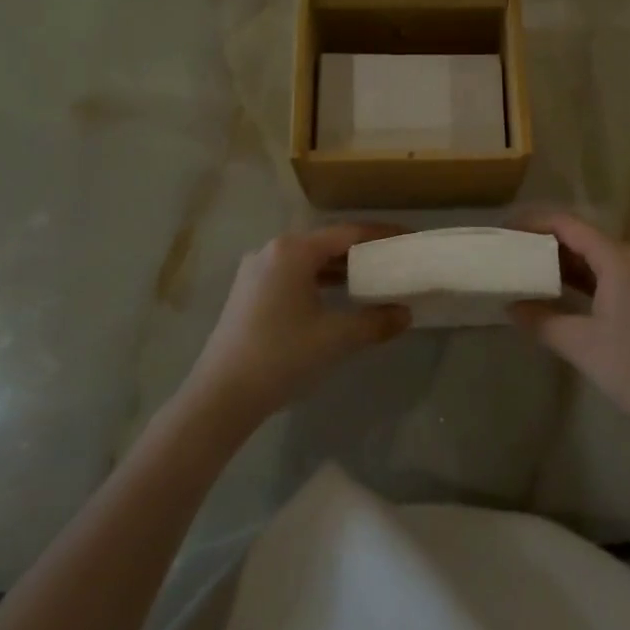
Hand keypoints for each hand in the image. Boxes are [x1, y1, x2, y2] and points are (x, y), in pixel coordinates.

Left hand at [182, 224, 410, 428]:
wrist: (221, 396)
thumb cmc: (282, 356)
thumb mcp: (336, 338)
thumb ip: (375, 321)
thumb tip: (405, 314)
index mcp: (293, 250)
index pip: (348, 232)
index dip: (381, 235)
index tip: (408, 238)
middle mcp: (272, 250)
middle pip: (326, 243)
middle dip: (361, 251)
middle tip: (393, 260)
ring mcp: (255, 271)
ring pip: (308, 260)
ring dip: (339, 268)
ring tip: (371, 279)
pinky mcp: (247, 293)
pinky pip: (292, 275)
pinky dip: (318, 281)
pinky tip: (335, 299)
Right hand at [510, 212, 629, 433]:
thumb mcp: (580, 344)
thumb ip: (541, 320)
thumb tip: (510, 306)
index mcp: (618, 259)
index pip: (568, 225)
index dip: (534, 223)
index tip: (504, 230)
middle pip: (581, 236)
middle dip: (544, 240)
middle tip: (509, 250)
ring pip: (594, 256)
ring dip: (560, 260)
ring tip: (524, 267)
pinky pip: (605, 273)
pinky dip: (579, 277)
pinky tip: (556, 290)